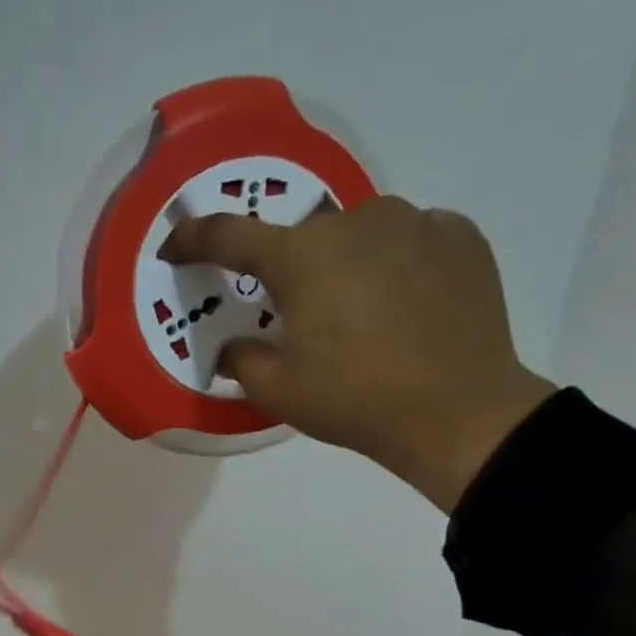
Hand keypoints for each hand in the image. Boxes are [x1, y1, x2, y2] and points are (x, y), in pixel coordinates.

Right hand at [160, 196, 556, 511]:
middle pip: (303, 239)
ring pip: (358, 233)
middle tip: (297, 319)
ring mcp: (415, 223)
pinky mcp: (460, 236)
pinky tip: (402, 303)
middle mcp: (355, 222)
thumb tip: (233, 347)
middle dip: (289, 271)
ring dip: (344, 263)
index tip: (174, 246)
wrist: (459, 412)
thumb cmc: (354, 400)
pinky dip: (393, 263)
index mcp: (302, 257)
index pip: (230, 236)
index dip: (194, 239)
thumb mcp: (277, 390)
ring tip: (357, 313)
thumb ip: (241, 359)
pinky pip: (408, 239)